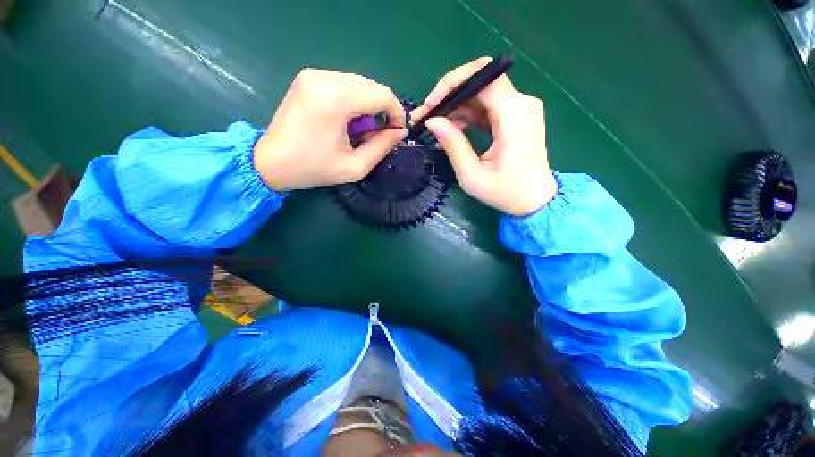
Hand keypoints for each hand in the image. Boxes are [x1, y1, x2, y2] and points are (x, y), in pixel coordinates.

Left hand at [254, 69, 406, 190]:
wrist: (271, 162)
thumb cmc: (314, 169)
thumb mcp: (354, 166)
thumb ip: (382, 147)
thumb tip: (400, 132)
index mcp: (335, 100)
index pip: (381, 94)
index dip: (396, 112)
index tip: (397, 130)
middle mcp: (324, 78)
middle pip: (371, 85)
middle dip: (382, 109)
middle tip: (379, 133)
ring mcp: (313, 75)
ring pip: (358, 83)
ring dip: (368, 105)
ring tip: (361, 129)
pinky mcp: (308, 78)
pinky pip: (343, 83)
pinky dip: (353, 100)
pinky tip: (347, 119)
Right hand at [411, 58, 557, 216]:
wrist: (534, 199)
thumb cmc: (505, 192)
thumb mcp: (472, 175)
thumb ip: (453, 145)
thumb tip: (431, 121)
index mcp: (514, 115)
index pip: (482, 77)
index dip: (451, 84)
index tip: (430, 105)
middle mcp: (522, 103)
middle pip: (480, 80)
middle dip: (449, 94)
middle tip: (426, 114)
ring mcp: (521, 108)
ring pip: (482, 92)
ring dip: (455, 105)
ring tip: (434, 123)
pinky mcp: (517, 116)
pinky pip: (488, 105)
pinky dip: (467, 113)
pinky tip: (452, 127)